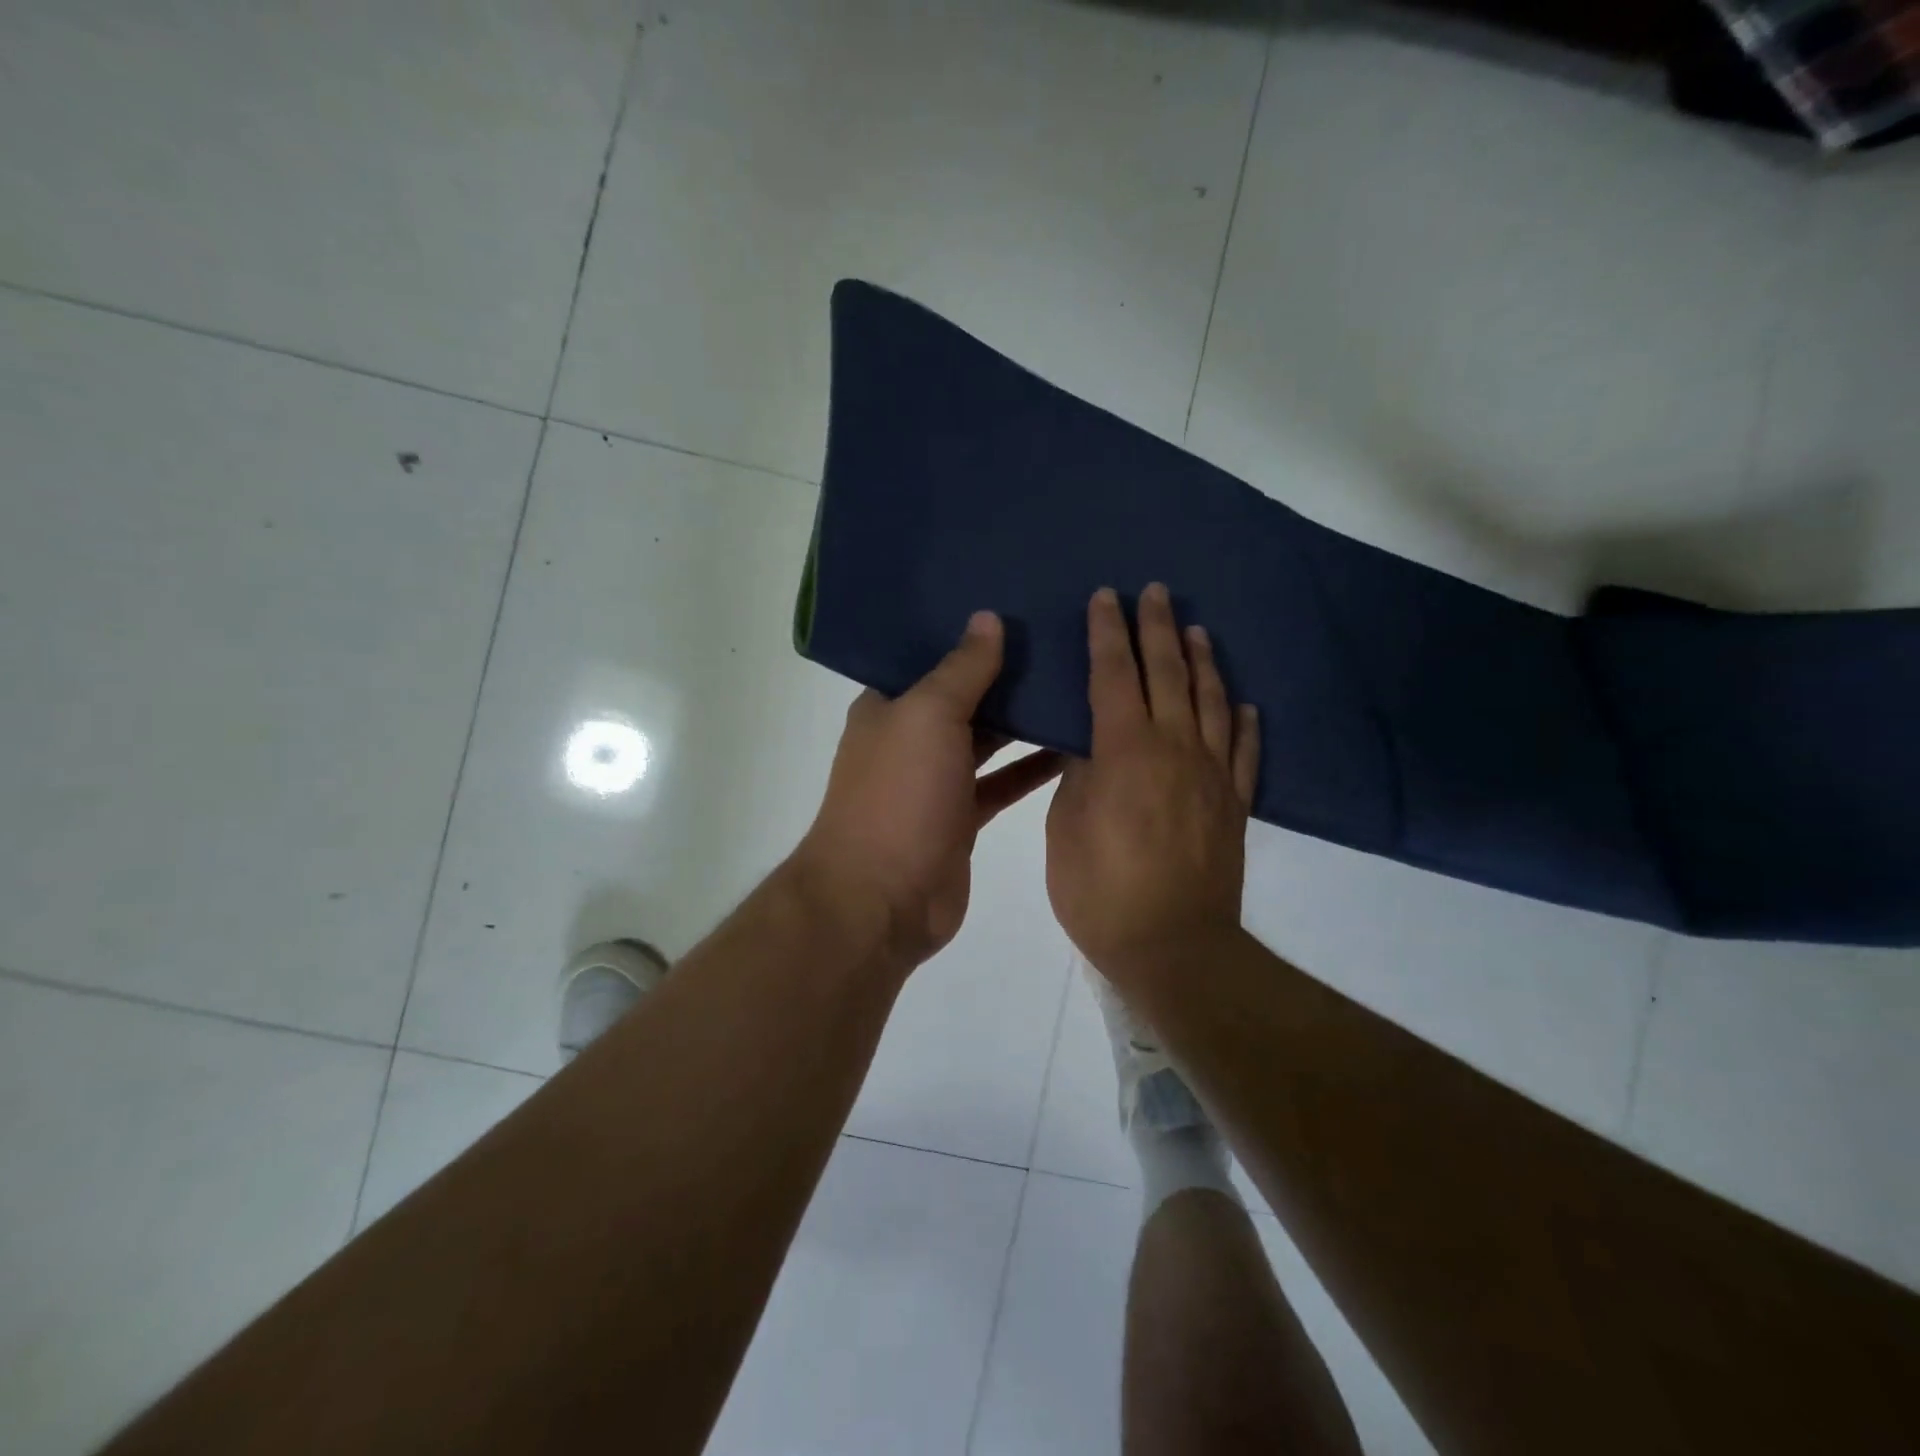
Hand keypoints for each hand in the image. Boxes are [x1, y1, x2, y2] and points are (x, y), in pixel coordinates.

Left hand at [794, 611, 1062, 968]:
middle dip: (1008, 673)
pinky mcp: (961, 818)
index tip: (1022, 605)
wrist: (881, 899)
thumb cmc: (899, 795)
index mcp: (890, 706)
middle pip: (966, 696)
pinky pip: (1002, 782)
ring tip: (1079, 685)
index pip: (933, 656)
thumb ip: (962, 669)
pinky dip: (1032, 768)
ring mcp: (936, 781)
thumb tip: (988, 618)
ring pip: (988, 740)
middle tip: (1065, 640)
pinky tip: (1073, 747)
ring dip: (1025, 720)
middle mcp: (911, 738)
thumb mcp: (928, 717)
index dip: (971, 633)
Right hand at [1046, 584, 1259, 989]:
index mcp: (1124, 750)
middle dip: (1158, 629)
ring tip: (1198, 630)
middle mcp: (1174, 749)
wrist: (1173, 946)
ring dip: (1204, 662)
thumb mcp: (1065, 829)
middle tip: (1156, 592)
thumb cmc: (1101, 891)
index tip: (1105, 597)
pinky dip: (1245, 724)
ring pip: (1212, 703)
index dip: (1107, 633)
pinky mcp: (1234, 804)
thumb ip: (1079, 776)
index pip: (1113, 675)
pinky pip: (1245, 753)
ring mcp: (1212, 775)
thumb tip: (1090, 744)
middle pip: (1168, 675)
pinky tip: (1245, 705)